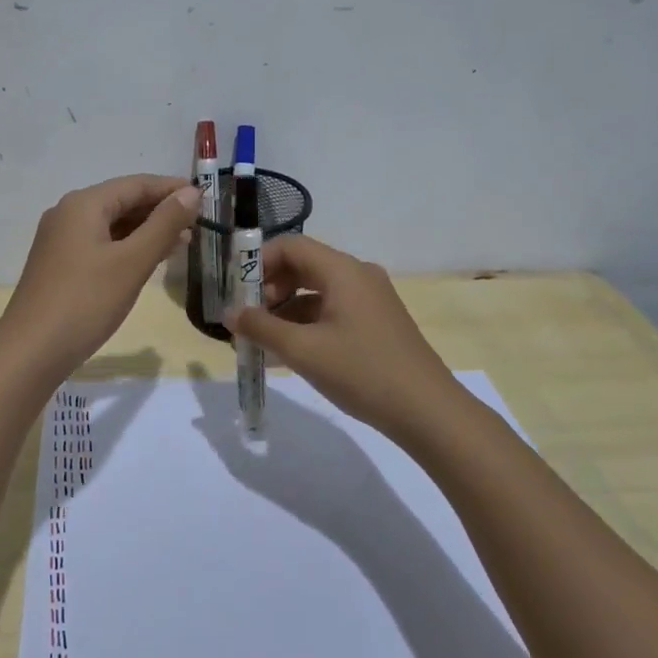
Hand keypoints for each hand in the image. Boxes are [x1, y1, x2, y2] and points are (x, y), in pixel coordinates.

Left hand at [0, 174, 202, 375]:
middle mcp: (68, 213)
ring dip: (146, 230)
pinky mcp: (60, 264)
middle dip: (160, 211)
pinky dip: (128, 247)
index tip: (205, 198)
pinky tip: (148, 261)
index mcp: (84, 204)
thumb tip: (190, 192)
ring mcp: (61, 240)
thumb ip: (164, 224)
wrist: (31, 351)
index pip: (136, 184)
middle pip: (122, 201)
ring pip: (112, 224)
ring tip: (182, 243)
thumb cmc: (86, 302)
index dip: (171, 189)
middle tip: (198, 225)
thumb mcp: (132, 262)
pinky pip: (101, 243)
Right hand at [225, 234, 467, 444]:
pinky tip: (290, 351)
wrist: (428, 411)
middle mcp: (357, 275)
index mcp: (342, 270)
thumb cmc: (362, 372)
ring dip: (284, 309)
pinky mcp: (376, 321)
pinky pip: (331, 309)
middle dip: (268, 289)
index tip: (235, 291)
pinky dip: (306, 323)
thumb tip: (229, 314)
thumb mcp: (303, 351)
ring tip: (261, 340)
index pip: (290, 245)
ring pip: (315, 290)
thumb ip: (261, 328)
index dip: (257, 262)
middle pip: (302, 266)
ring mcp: (370, 299)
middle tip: (246, 318)